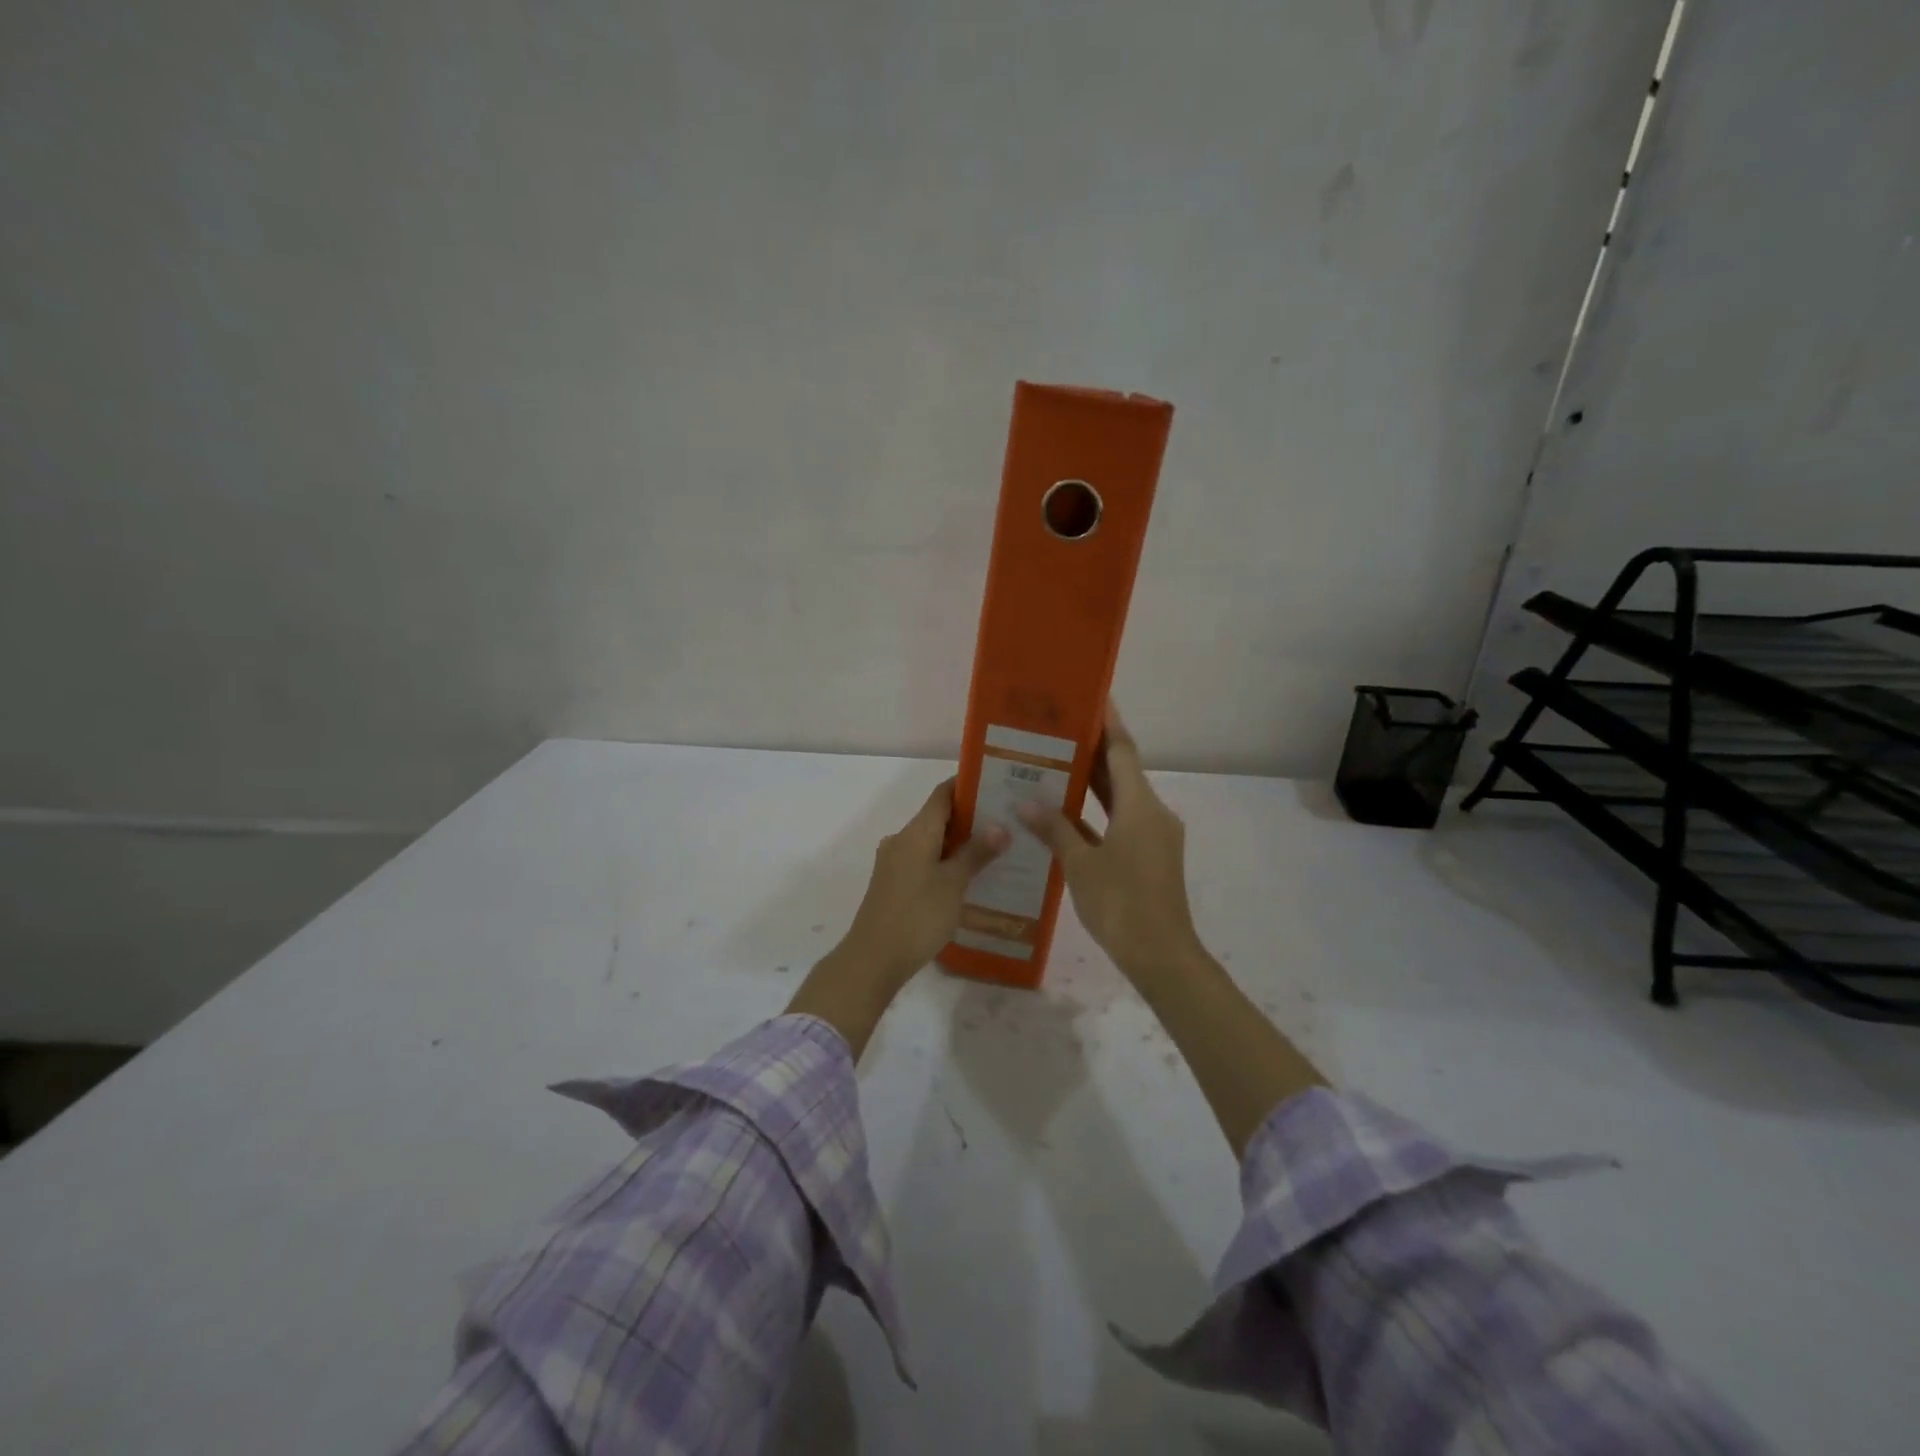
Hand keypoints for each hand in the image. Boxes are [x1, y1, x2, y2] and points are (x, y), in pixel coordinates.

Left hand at [787, 779, 1008, 1056]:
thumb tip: (1001, 826)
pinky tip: (971, 878)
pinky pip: (925, 862)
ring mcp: (895, 863)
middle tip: (1008, 821)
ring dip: (961, 844)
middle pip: (939, 818)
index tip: (998, 784)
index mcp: (916, 831)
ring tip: (997, 850)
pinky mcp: (894, 885)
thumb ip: (976, 853)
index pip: (943, 794)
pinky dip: (947, 863)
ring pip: (933, 843)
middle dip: (972, 818)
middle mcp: (902, 840)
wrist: (873, 959)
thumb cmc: (917, 915)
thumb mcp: (953, 884)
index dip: (968, 786)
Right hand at [1018, 703, 1201, 989]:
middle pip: (1122, 772)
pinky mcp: (1152, 856)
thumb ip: (1054, 828)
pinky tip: (1068, 814)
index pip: (1122, 751)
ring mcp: (1155, 835)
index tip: (1092, 697)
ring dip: (1093, 783)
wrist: (1161, 954)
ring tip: (1057, 765)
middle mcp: (1153, 812)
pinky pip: (1122, 821)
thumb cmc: (1120, 903)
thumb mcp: (1081, 864)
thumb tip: (1027, 803)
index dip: (1107, 723)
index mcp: (1140, 805)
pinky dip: (1098, 814)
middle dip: (1093, 751)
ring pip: (1122, 798)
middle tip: (1058, 730)